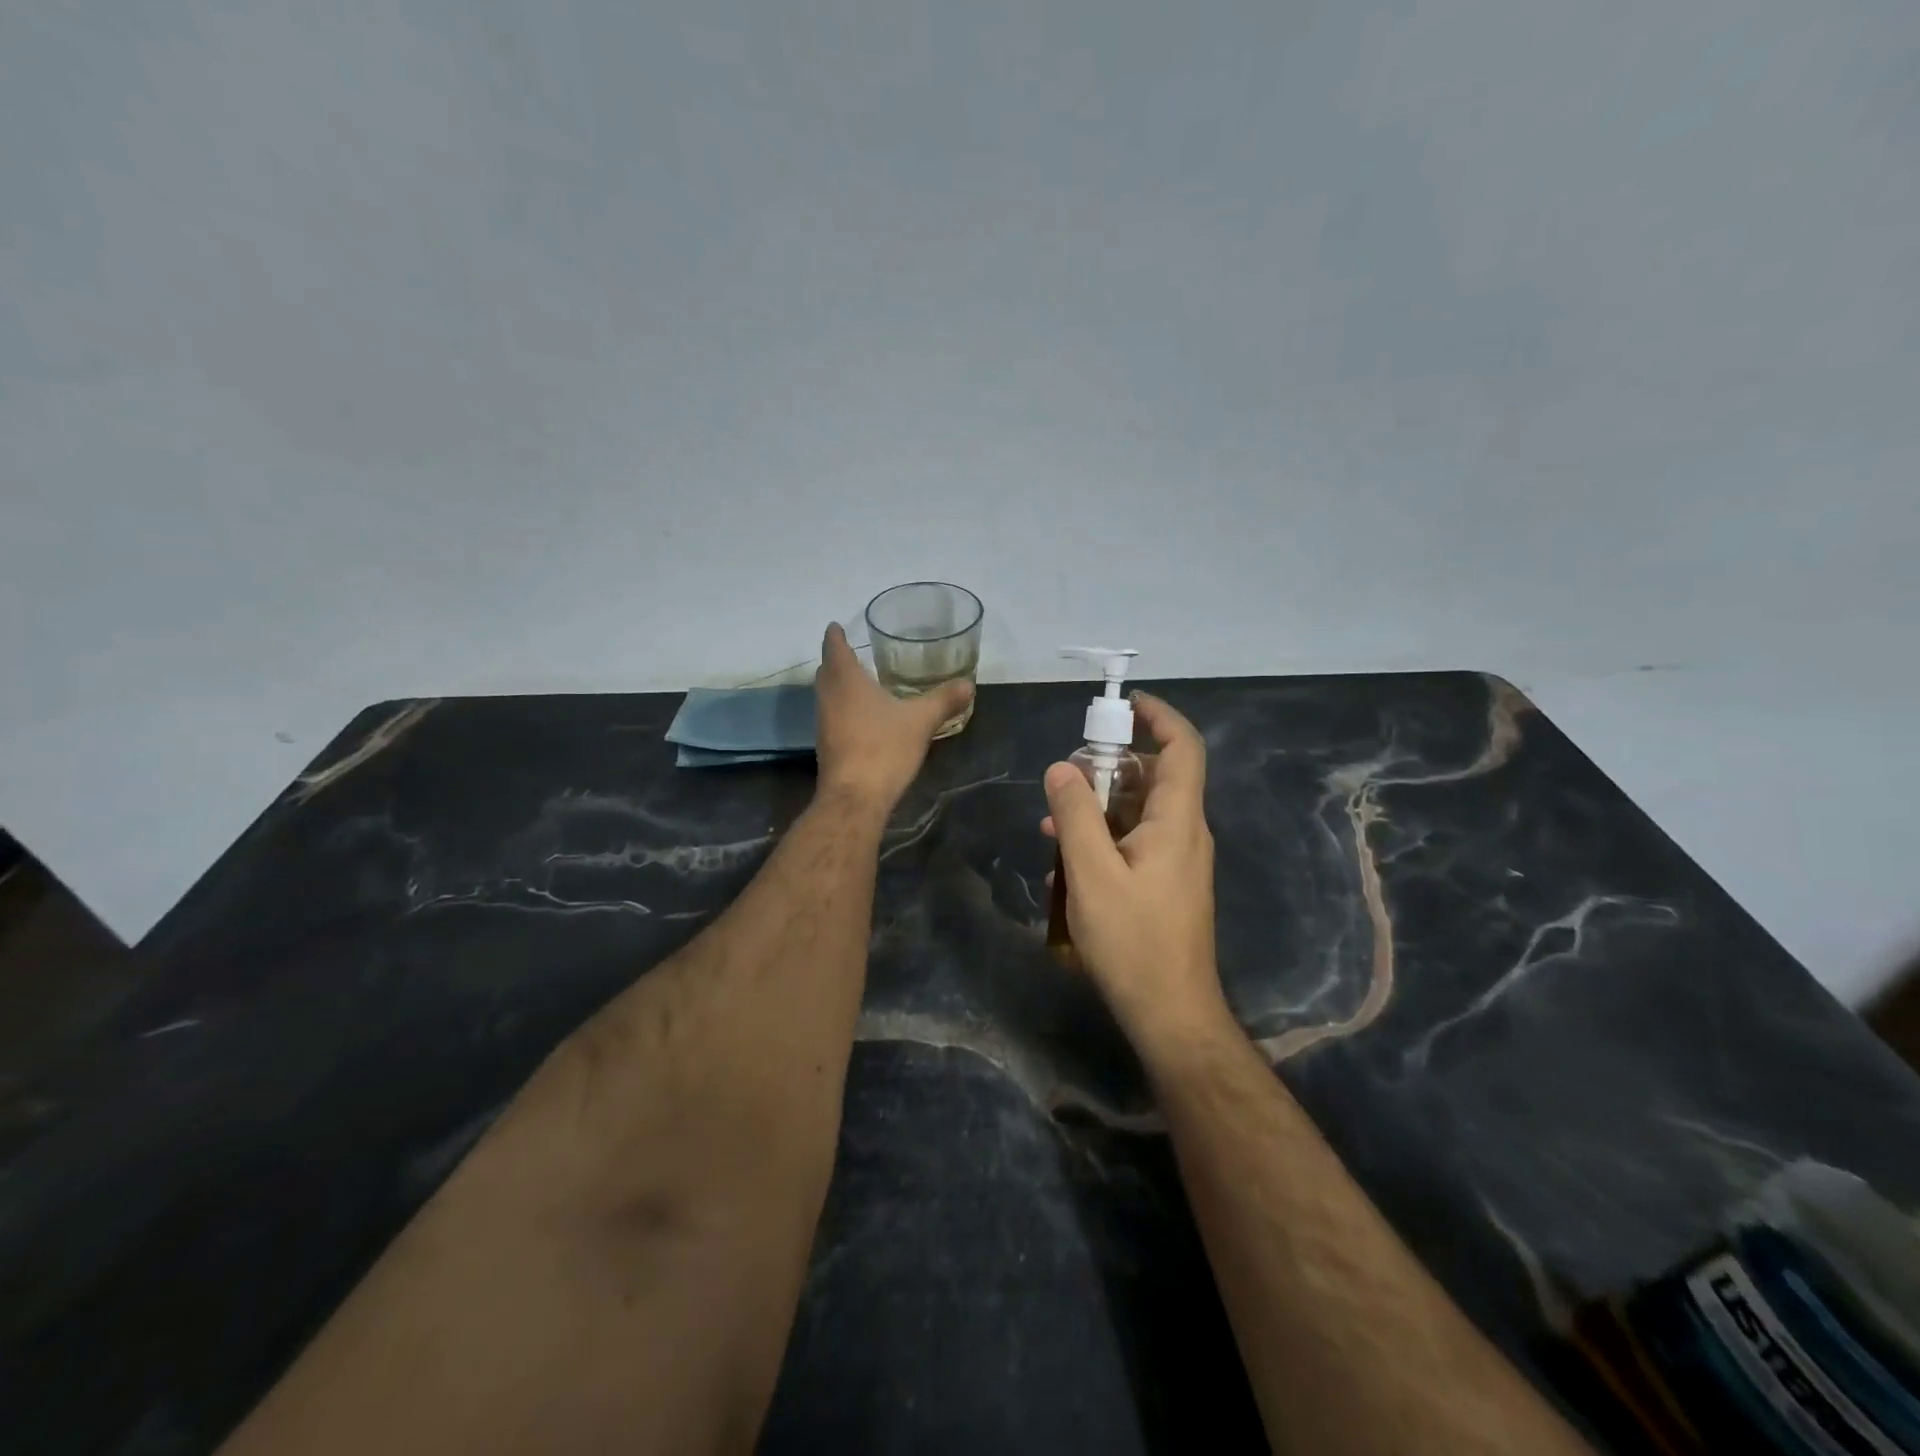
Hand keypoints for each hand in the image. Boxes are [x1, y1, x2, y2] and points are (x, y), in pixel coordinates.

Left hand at [814, 622, 971, 811]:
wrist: (855, 797)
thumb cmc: (884, 748)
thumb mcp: (921, 721)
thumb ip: (943, 700)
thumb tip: (968, 683)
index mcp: (847, 682)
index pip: (834, 648)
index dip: (835, 636)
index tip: (836, 626)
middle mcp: (829, 698)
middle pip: (827, 672)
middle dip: (837, 660)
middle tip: (852, 653)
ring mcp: (824, 724)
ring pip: (828, 695)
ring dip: (839, 686)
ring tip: (859, 682)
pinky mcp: (828, 747)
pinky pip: (833, 716)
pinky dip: (844, 708)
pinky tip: (863, 717)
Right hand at [1042, 692, 1228, 1051]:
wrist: (1171, 1013)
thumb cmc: (1133, 942)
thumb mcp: (1092, 874)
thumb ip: (1075, 816)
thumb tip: (1061, 767)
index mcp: (1178, 820)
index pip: (1183, 748)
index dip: (1160, 716)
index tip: (1124, 704)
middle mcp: (1186, 832)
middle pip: (1157, 776)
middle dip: (1112, 763)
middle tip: (1069, 770)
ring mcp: (1178, 860)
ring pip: (1142, 810)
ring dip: (1101, 802)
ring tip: (1054, 816)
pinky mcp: (1167, 883)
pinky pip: (1137, 839)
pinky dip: (1106, 832)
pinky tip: (1068, 853)